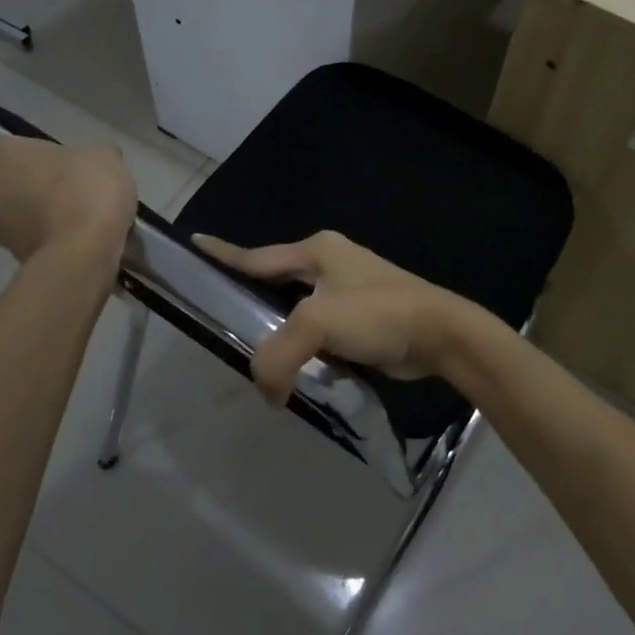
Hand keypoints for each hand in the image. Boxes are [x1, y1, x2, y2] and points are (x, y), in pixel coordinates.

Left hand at [0, 136, 136, 263]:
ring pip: (10, 220)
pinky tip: (79, 238)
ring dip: (33, 219)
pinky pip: (30, 243)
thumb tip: (93, 159)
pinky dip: (48, 241)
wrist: (87, 248)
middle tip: (54, 190)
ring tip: (72, 217)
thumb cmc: (85, 185)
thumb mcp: (103, 156)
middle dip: (17, 193)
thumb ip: (91, 155)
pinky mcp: (16, 261)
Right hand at [192, 230, 484, 406]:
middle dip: (251, 302)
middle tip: (219, 321)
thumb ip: (278, 355)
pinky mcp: (360, 318)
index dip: (224, 253)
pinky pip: (319, 332)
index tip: (194, 242)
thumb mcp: (318, 324)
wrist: (440, 334)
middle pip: (275, 283)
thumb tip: (267, 392)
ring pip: (297, 311)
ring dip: (280, 331)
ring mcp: (347, 290)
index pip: (257, 255)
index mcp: (317, 250)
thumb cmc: (378, 314)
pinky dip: (305, 347)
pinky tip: (294, 369)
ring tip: (251, 352)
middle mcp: (329, 264)